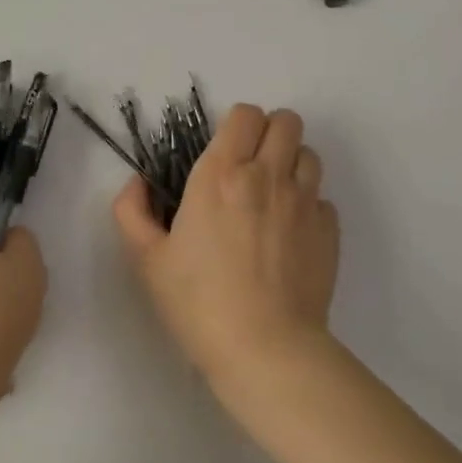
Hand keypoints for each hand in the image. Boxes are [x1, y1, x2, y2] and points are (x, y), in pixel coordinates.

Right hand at [113, 104, 338, 395]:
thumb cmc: (198, 301)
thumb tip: (138, 183)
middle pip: (285, 120)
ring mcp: (305, 202)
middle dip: (267, 133)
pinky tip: (289, 235)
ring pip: (309, 153)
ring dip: (290, 164)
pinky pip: (322, 198)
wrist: (264, 348)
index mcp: (220, 175)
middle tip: (249, 167)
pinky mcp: (329, 231)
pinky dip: (307, 205)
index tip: (221, 153)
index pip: (244, 114)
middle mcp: (268, 176)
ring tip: (271, 197)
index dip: (234, 126)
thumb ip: (131, 210)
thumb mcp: (146, 258)